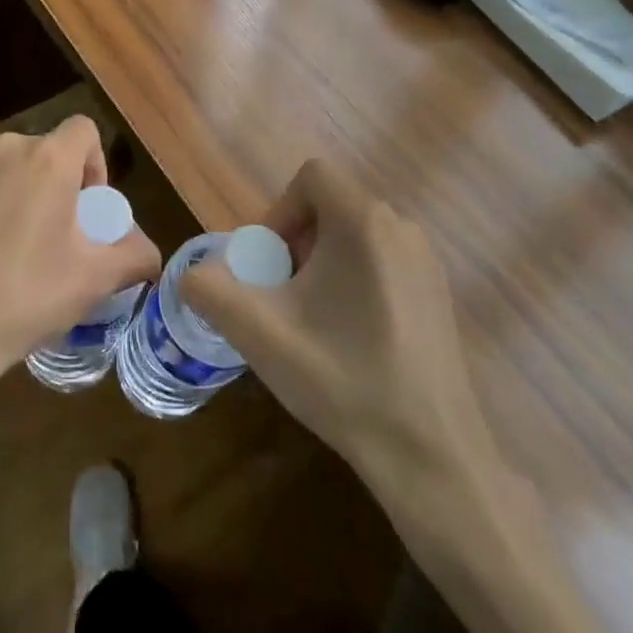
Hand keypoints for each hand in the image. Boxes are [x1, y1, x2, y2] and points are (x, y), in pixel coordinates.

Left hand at [0, 116, 160, 433]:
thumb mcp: (94, 279)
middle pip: (48, 153)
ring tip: (27, 257)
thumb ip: (135, 256)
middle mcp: (3, 152)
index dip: (97, 164)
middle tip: (66, 238)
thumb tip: (150, 255)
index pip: (84, 129)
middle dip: (63, 187)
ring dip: (28, 201)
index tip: (92, 210)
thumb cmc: (26, 295)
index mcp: (46, 159)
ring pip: (12, 174)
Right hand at [182, 159, 531, 540]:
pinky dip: (355, 279)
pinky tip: (351, 338)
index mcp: (364, 222)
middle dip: (297, 242)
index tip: (270, 265)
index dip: (279, 212)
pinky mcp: (439, 294)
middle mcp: (402, 228)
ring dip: (324, 262)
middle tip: (284, 296)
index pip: (311, 176)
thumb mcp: (258, 333)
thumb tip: (192, 274)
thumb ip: (209, 289)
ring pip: (358, 234)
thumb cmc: (342, 380)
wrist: (430, 455)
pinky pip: (384, 261)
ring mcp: (427, 262)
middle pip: (332, 205)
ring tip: (313, 320)